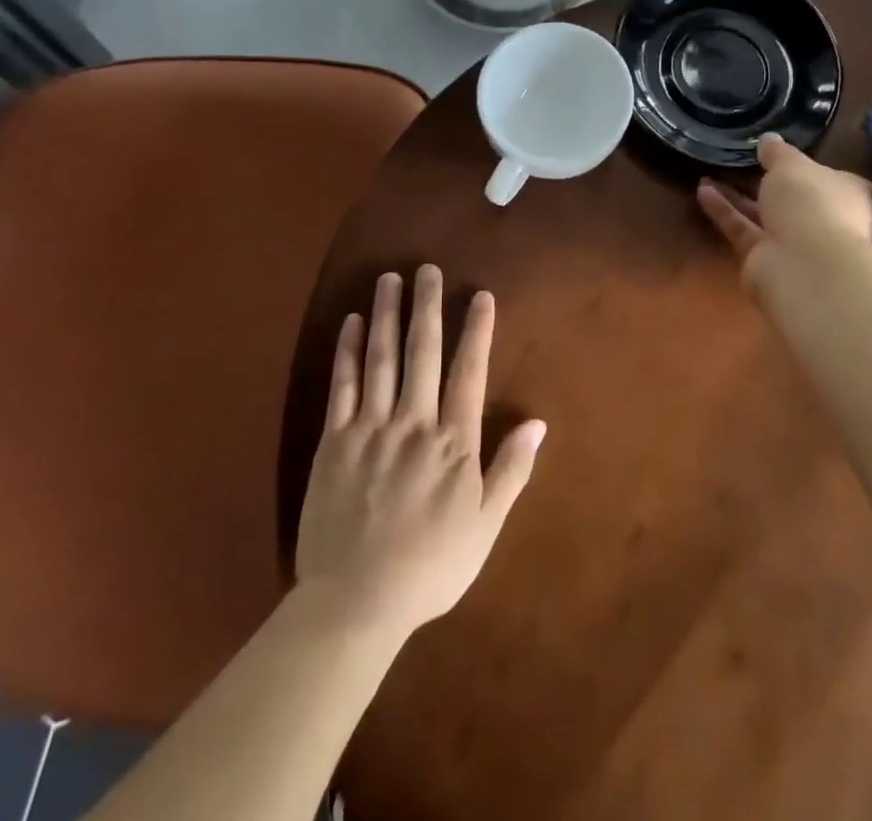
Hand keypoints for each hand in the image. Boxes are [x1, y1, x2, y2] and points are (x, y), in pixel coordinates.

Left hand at [295, 265, 544, 637]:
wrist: (355, 604)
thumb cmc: (430, 568)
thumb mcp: (485, 528)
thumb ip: (511, 471)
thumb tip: (537, 422)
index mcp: (453, 442)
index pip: (468, 371)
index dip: (476, 330)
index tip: (480, 295)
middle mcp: (413, 423)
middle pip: (422, 352)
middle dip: (427, 306)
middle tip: (427, 268)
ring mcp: (370, 428)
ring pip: (381, 358)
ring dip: (387, 314)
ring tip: (390, 278)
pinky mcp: (333, 441)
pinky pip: (342, 385)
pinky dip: (348, 350)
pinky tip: (352, 322)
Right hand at [695, 133, 871, 296]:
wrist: (804, 265)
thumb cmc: (811, 202)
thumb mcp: (792, 164)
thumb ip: (778, 152)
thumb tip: (769, 139)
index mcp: (847, 194)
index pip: (829, 177)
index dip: (806, 166)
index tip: (778, 154)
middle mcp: (825, 219)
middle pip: (793, 198)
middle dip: (766, 182)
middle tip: (739, 162)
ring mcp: (795, 243)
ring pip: (763, 214)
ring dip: (738, 195)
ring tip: (708, 173)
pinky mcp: (765, 258)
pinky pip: (742, 228)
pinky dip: (724, 211)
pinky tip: (702, 190)